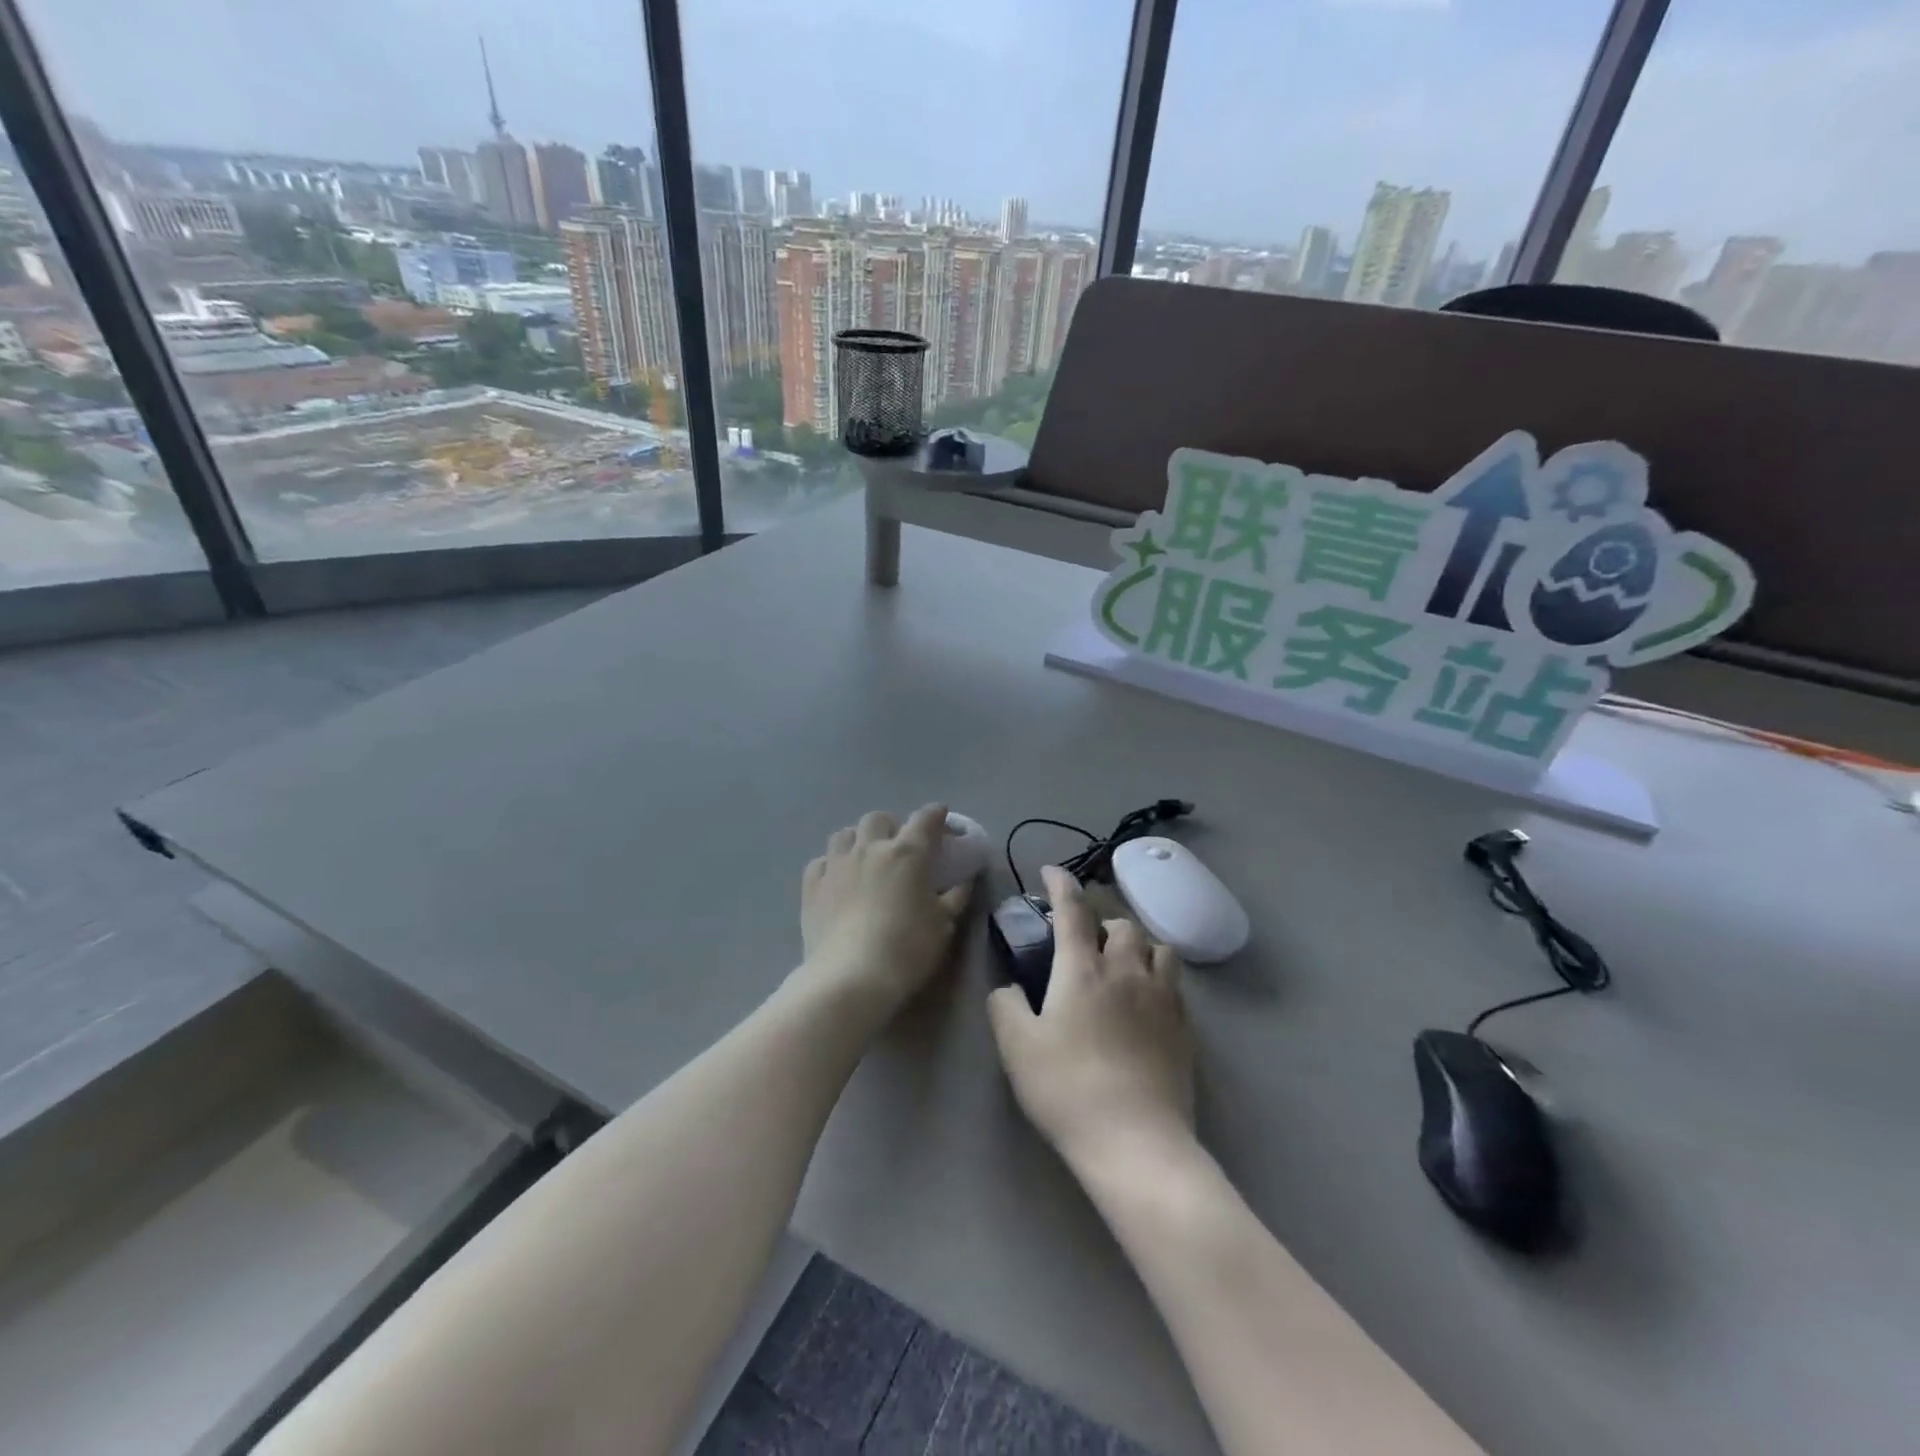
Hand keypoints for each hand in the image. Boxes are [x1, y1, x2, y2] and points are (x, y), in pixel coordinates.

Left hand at [801, 805, 971, 1012]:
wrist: (850, 977)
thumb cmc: (906, 949)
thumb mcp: (943, 925)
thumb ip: (955, 898)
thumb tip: (964, 881)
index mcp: (907, 853)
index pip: (925, 820)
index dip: (935, 814)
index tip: (941, 816)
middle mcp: (870, 848)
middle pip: (878, 819)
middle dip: (891, 825)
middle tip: (898, 845)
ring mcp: (836, 864)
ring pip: (844, 834)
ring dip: (858, 839)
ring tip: (864, 858)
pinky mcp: (812, 885)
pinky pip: (821, 861)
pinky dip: (832, 865)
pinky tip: (837, 880)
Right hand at [987, 866, 1195, 1173]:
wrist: (1135, 1141)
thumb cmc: (1067, 1089)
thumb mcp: (1016, 1048)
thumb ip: (1005, 1007)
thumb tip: (1009, 988)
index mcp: (1083, 970)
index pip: (1073, 910)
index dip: (1061, 885)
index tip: (1051, 871)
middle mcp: (1126, 971)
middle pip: (1123, 924)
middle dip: (1103, 921)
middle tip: (1086, 939)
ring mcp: (1161, 997)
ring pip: (1158, 948)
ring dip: (1138, 945)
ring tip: (1124, 962)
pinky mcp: (1184, 1027)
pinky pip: (1175, 982)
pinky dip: (1158, 975)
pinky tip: (1146, 998)